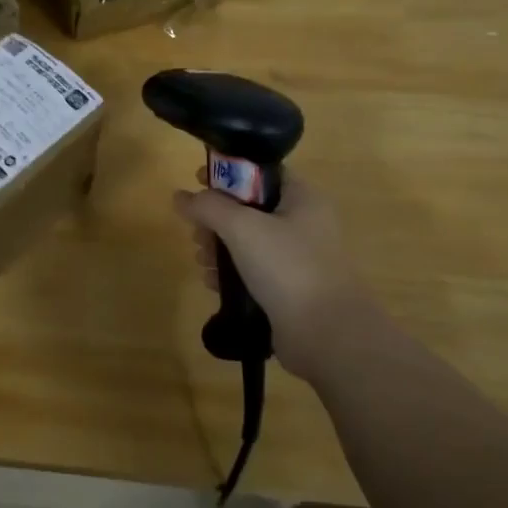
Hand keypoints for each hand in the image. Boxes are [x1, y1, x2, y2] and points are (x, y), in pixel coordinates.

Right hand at [174, 176, 383, 378]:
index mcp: (302, 199)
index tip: (197, 181)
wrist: (327, 334)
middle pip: (249, 208)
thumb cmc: (287, 267)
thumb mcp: (241, 227)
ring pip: (248, 242)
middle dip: (216, 218)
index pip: (261, 173)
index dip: (228, 173)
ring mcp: (298, 259)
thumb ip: (208, 206)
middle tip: (197, 232)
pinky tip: (212, 283)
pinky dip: (230, 273)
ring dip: (218, 248)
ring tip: (201, 260)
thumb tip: (181, 196)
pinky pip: (253, 271)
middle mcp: (304, 224)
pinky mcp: (289, 289)